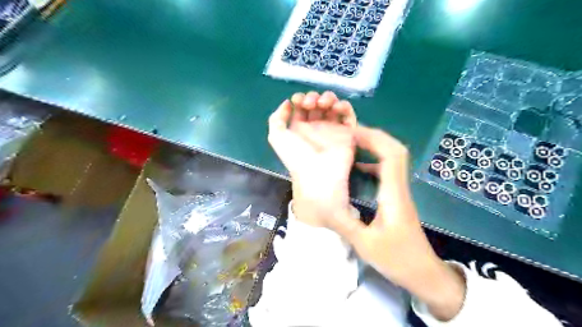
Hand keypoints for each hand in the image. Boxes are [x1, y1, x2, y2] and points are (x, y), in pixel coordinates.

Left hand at [269, 90, 359, 228]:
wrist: (318, 173)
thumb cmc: (296, 155)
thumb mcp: (276, 137)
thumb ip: (277, 118)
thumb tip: (287, 104)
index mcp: (299, 128)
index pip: (301, 107)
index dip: (299, 99)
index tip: (297, 100)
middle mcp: (316, 127)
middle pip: (317, 104)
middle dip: (313, 97)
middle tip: (311, 104)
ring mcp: (332, 129)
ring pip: (333, 106)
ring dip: (328, 98)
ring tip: (324, 104)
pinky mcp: (347, 132)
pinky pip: (348, 115)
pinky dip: (344, 106)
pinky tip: (337, 107)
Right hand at [342, 127, 466, 319]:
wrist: (424, 273)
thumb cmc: (398, 260)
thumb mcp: (365, 244)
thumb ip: (344, 223)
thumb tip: (322, 205)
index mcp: (393, 195)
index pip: (391, 155)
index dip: (373, 138)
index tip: (351, 132)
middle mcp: (398, 188)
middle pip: (394, 151)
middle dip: (372, 137)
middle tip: (347, 133)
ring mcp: (398, 192)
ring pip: (391, 159)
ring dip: (372, 147)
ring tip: (349, 144)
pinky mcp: (395, 197)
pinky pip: (385, 171)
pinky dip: (371, 162)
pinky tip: (355, 168)